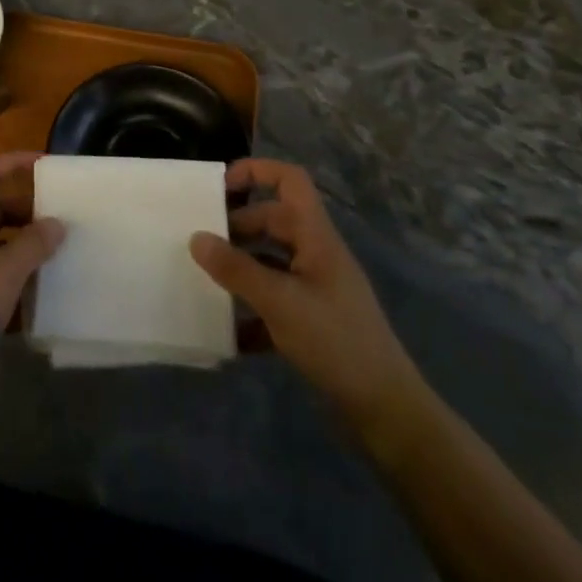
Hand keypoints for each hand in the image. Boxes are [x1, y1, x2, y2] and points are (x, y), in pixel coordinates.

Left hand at [0, 152, 63, 404]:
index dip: (11, 163)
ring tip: (58, 252)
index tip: (44, 164)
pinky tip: (41, 295)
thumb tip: (56, 221)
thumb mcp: (2, 276)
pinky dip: (16, 282)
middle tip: (60, 216)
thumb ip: (31, 246)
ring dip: (23, 246)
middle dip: (25, 208)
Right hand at [190, 160, 424, 436]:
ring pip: (271, 260)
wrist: (385, 409)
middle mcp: (316, 254)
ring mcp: (316, 287)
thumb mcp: (280, 302)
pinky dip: (251, 310)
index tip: (220, 187)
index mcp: (316, 236)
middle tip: (202, 244)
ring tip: (206, 280)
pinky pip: (275, 300)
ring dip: (241, 266)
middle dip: (237, 226)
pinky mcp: (313, 320)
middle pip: (273, 220)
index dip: (256, 171)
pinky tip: (228, 330)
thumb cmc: (335, 341)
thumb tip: (196, 238)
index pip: (290, 180)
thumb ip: (236, 269)